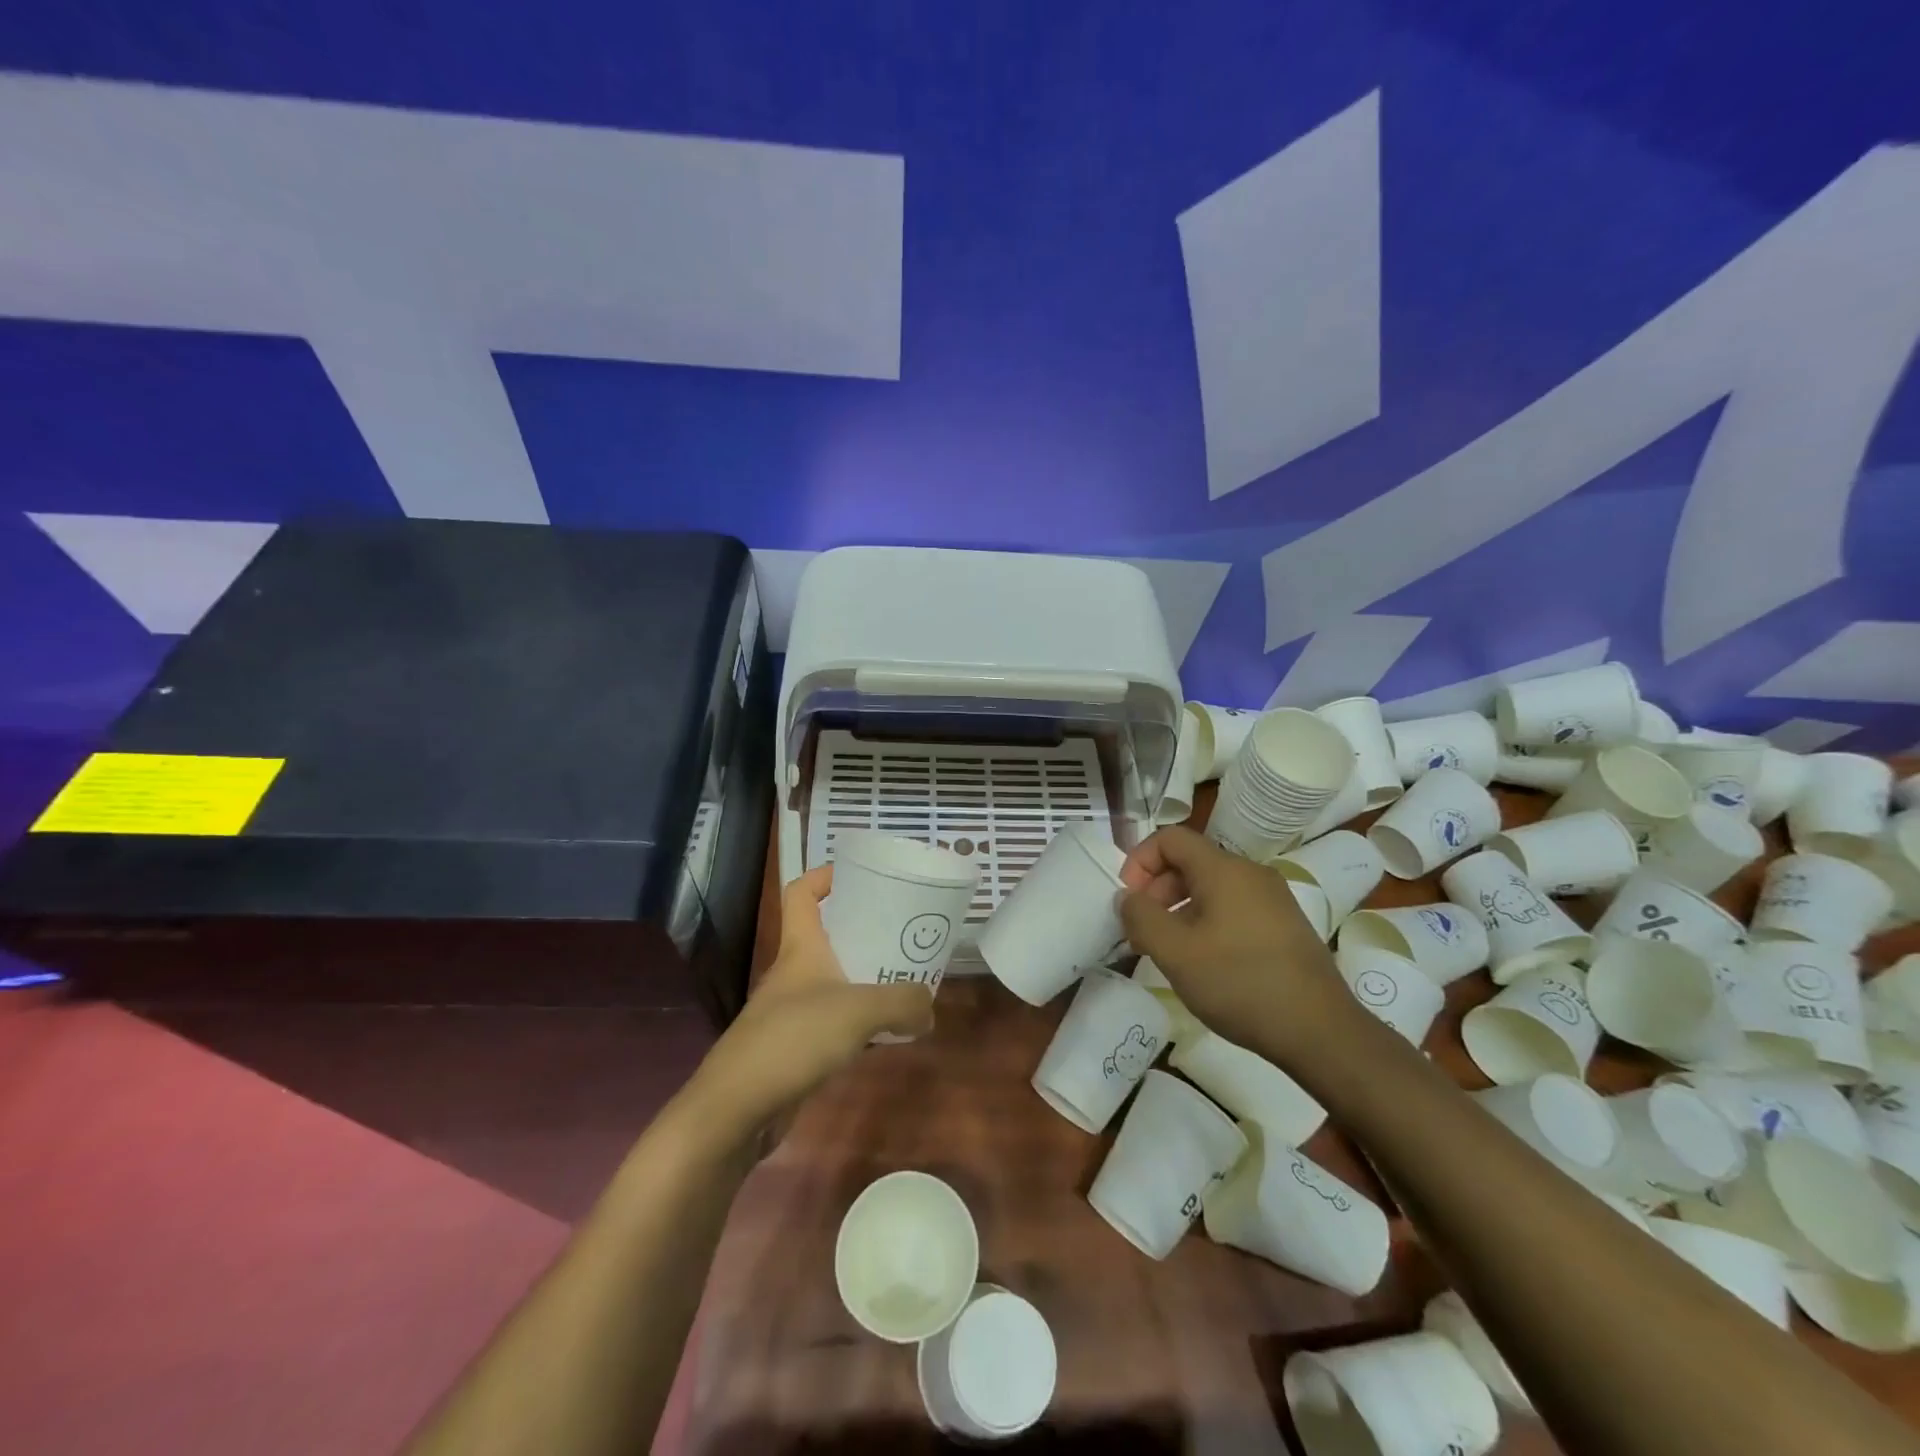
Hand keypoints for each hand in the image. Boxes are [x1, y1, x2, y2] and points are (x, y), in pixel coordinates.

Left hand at [687, 866, 934, 1141]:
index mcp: (801, 948)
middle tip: (903, 931)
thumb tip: (928, 1009)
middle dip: (863, 929)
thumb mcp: (859, 1012)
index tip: (859, 874)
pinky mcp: (795, 1048)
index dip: (824, 876)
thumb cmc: (792, 1039)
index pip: (801, 893)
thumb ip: (903, 1003)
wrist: (735, 1110)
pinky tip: (885, 1032)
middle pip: (827, 935)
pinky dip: (859, 1021)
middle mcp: (794, 973)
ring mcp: (792, 1011)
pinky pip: (834, 1021)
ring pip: (834, 981)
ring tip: (905, 979)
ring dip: (865, 978)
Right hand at [1118, 825, 1347, 1059]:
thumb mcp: (1175, 953)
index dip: (1139, 861)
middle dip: (1157, 889)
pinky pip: (1234, 907)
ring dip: (1180, 909)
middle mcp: (1251, 873)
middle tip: (1143, 931)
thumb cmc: (1239, 983)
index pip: (1170, 838)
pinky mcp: (1285, 925)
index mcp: (1224, 870)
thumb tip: (1128, 898)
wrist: (1320, 1031)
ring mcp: (1273, 899)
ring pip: (1212, 887)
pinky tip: (1205, 962)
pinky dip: (1208, 922)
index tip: (1129, 900)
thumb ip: (1141, 918)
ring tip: (1169, 950)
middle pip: (1191, 862)